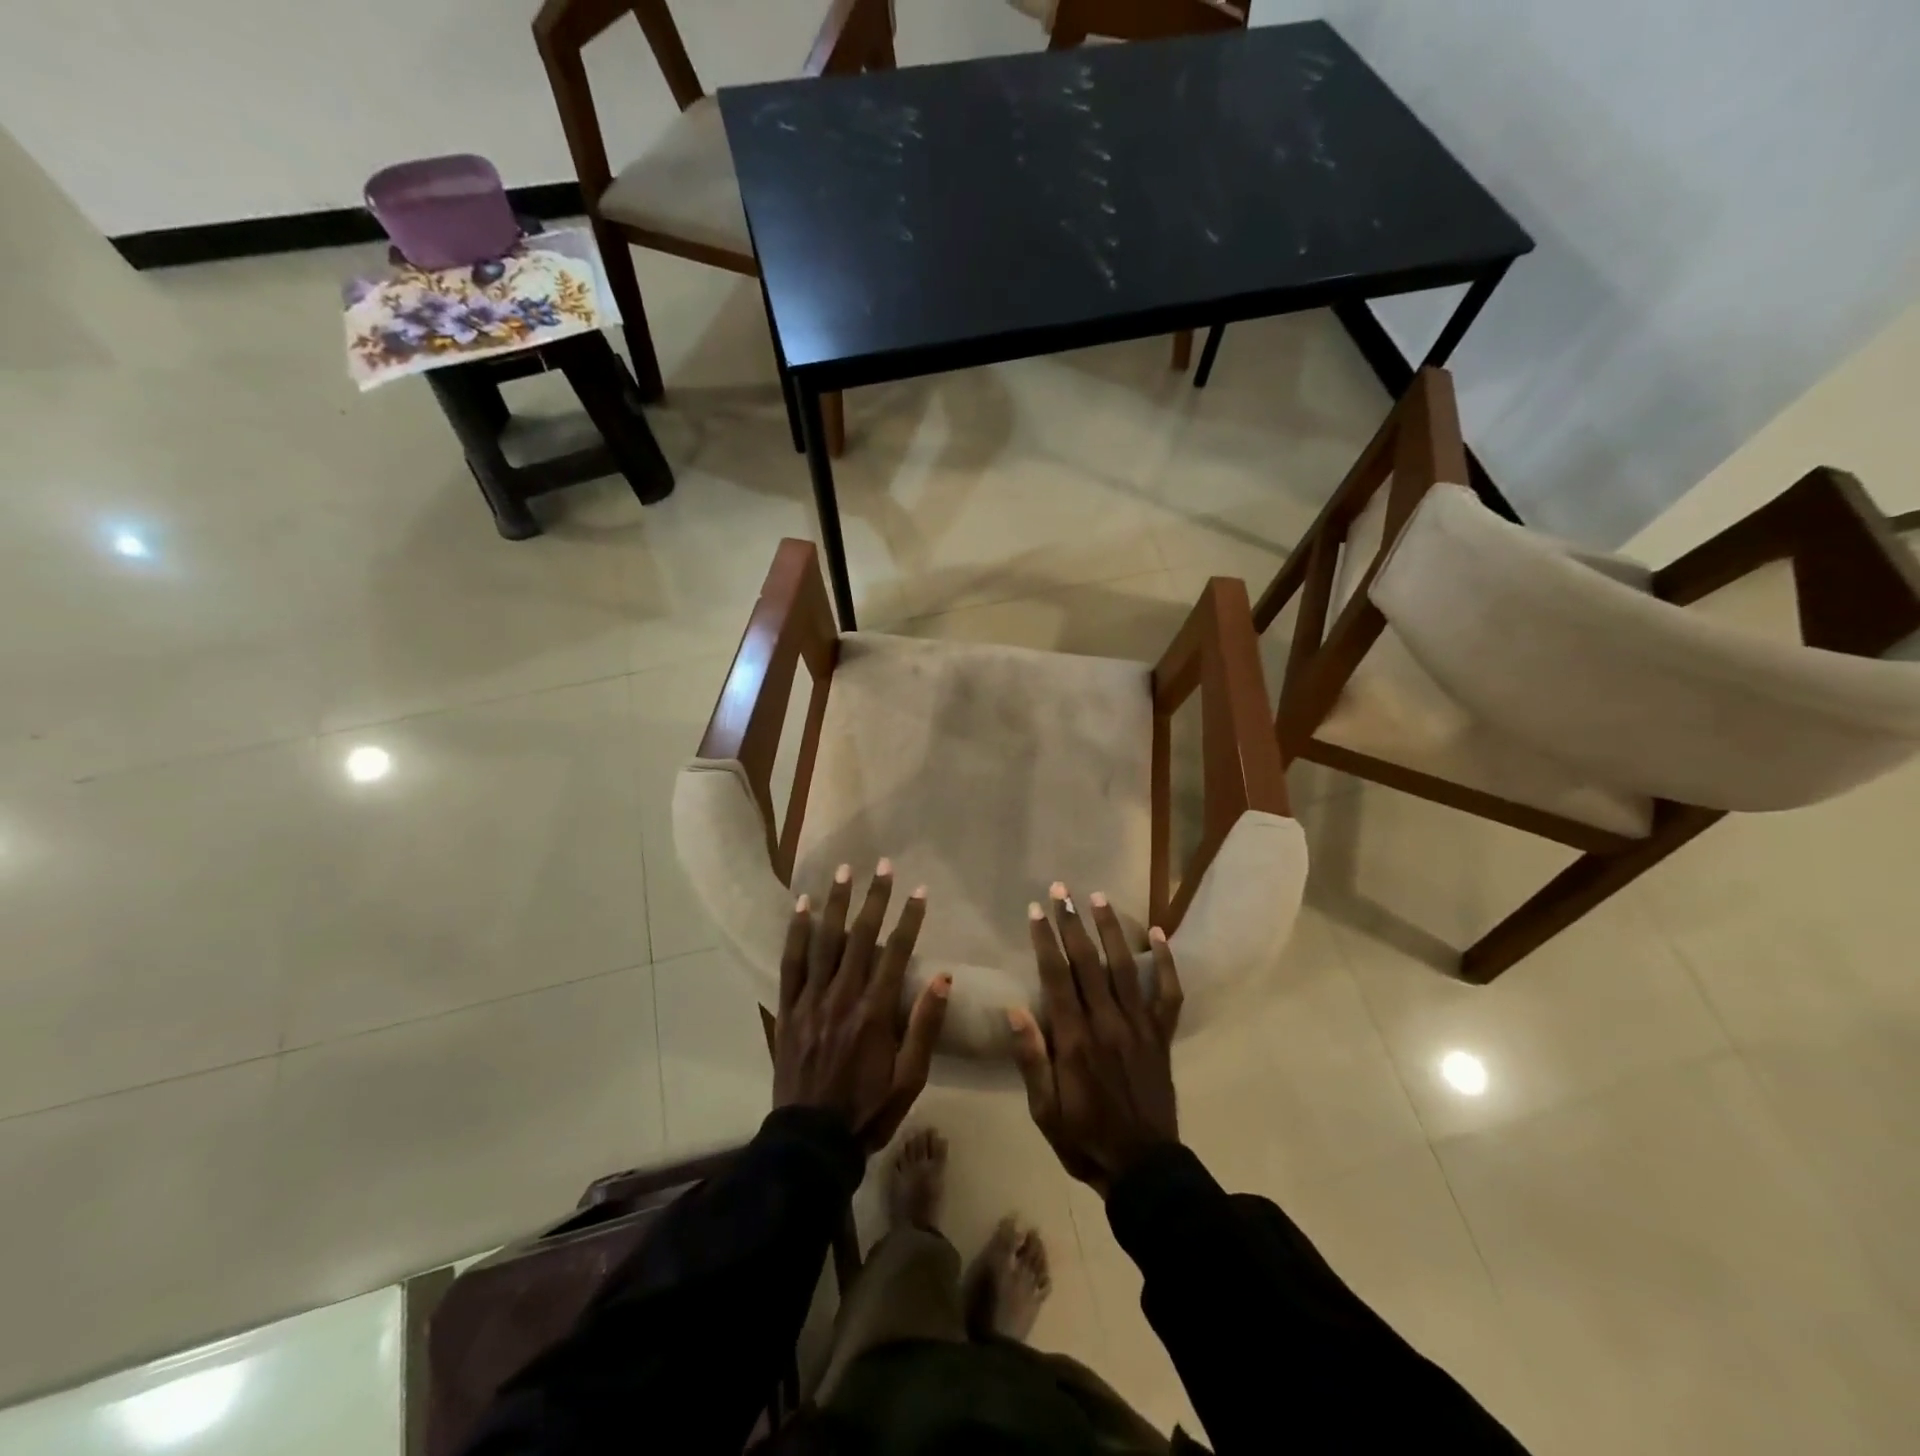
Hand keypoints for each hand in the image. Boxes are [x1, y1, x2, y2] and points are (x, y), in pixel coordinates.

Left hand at [773, 859, 951, 1150]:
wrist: (811, 1142)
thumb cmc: (868, 1110)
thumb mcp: (910, 1078)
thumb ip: (925, 1026)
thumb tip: (943, 977)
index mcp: (875, 1013)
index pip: (896, 953)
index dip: (910, 919)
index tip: (920, 891)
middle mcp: (842, 997)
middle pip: (860, 938)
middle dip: (874, 898)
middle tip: (883, 865)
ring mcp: (811, 1001)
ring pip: (824, 942)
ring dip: (836, 904)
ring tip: (844, 872)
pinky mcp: (788, 1010)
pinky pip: (791, 964)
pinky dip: (796, 933)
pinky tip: (802, 907)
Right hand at [1008, 883, 1182, 1194]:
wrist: (1144, 1168)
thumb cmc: (1084, 1138)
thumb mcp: (1044, 1110)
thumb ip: (1031, 1059)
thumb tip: (1014, 1010)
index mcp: (1075, 1040)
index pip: (1057, 977)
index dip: (1045, 940)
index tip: (1036, 910)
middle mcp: (1108, 1023)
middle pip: (1088, 962)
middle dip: (1072, 923)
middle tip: (1061, 890)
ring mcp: (1140, 1027)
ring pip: (1125, 967)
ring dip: (1111, 929)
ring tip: (1099, 897)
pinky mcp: (1162, 1036)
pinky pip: (1168, 993)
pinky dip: (1166, 963)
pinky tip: (1159, 933)